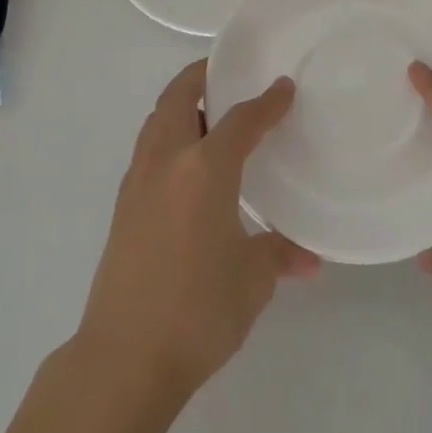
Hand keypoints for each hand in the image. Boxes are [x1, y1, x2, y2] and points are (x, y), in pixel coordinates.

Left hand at [74, 60, 319, 401]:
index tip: (284, 87)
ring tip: (209, 114)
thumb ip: (278, 255)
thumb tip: (308, 258)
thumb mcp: (252, 280)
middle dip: (202, 77)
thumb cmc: (199, 311)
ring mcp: (138, 181)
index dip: (266, 102)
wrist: (125, 357)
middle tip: (229, 75)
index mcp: (204, 169)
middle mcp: (166, 162)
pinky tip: (188, 165)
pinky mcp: (123, 205)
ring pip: (156, 121)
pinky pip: (148, 149)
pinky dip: (168, 136)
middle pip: (178, 97)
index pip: (240, 120)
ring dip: (180, 105)